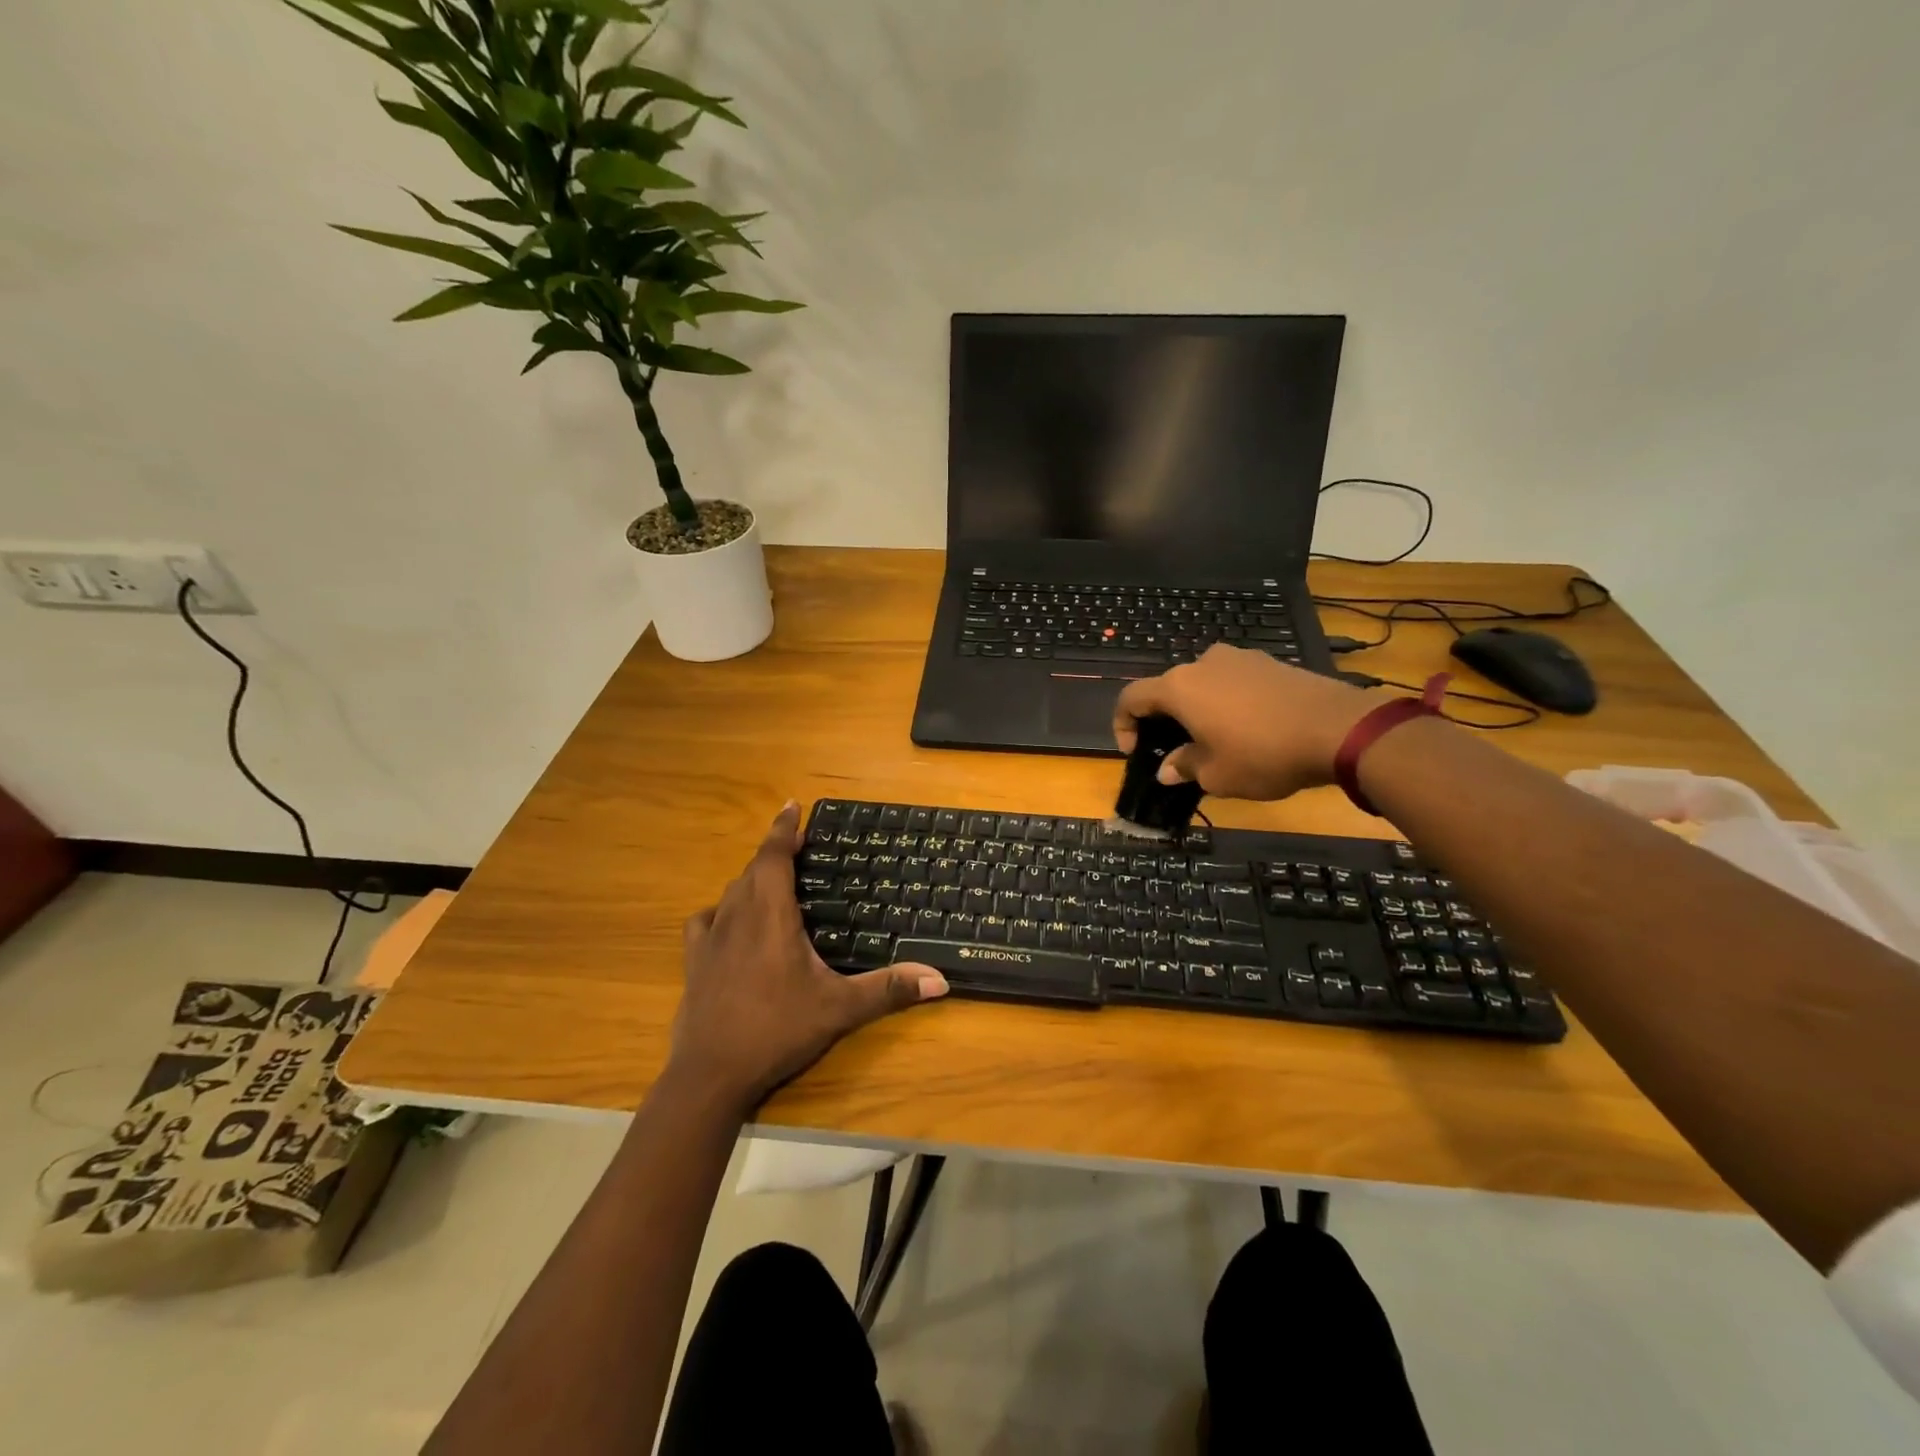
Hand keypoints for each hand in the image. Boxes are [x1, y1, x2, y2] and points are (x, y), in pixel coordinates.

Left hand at [669, 802, 948, 1112]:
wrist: (711, 1074)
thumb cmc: (777, 1030)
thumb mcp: (840, 1009)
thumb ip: (889, 989)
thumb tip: (940, 979)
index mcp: (771, 915)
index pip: (774, 857)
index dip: (784, 829)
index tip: (793, 805)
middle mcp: (738, 916)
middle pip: (753, 869)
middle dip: (775, 852)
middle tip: (799, 847)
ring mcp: (711, 939)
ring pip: (731, 892)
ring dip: (751, 879)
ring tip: (773, 881)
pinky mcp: (694, 961)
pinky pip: (704, 921)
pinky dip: (720, 911)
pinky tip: (730, 923)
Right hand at [1113, 645, 1386, 800]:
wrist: (1338, 728)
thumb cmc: (1262, 754)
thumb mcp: (1216, 774)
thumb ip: (1184, 767)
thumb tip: (1168, 769)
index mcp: (1179, 687)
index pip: (1131, 698)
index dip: (1123, 726)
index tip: (1137, 753)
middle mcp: (1202, 663)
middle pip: (1168, 689)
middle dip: (1164, 721)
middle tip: (1177, 753)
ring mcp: (1239, 658)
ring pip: (1202, 684)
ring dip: (1198, 710)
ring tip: (1215, 741)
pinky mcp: (1269, 662)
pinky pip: (1233, 682)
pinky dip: (1227, 703)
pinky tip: (1247, 729)